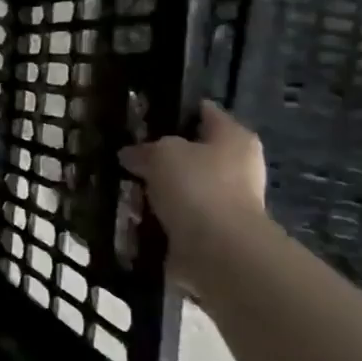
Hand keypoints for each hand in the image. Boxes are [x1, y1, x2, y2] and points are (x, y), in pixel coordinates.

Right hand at [118, 101, 269, 275]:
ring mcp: (228, 202)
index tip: (143, 115)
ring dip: (158, 189)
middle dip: (162, 156)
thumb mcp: (160, 153)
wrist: (217, 250)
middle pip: (193, 152)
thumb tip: (130, 154)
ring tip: (124, 187)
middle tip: (128, 155)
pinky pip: (178, 216)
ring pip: (183, 186)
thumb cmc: (196, 186)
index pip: (204, 112)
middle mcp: (238, 166)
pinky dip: (159, 216)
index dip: (175, 110)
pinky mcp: (214, 231)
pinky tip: (133, 215)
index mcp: (234, 137)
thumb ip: (143, 149)